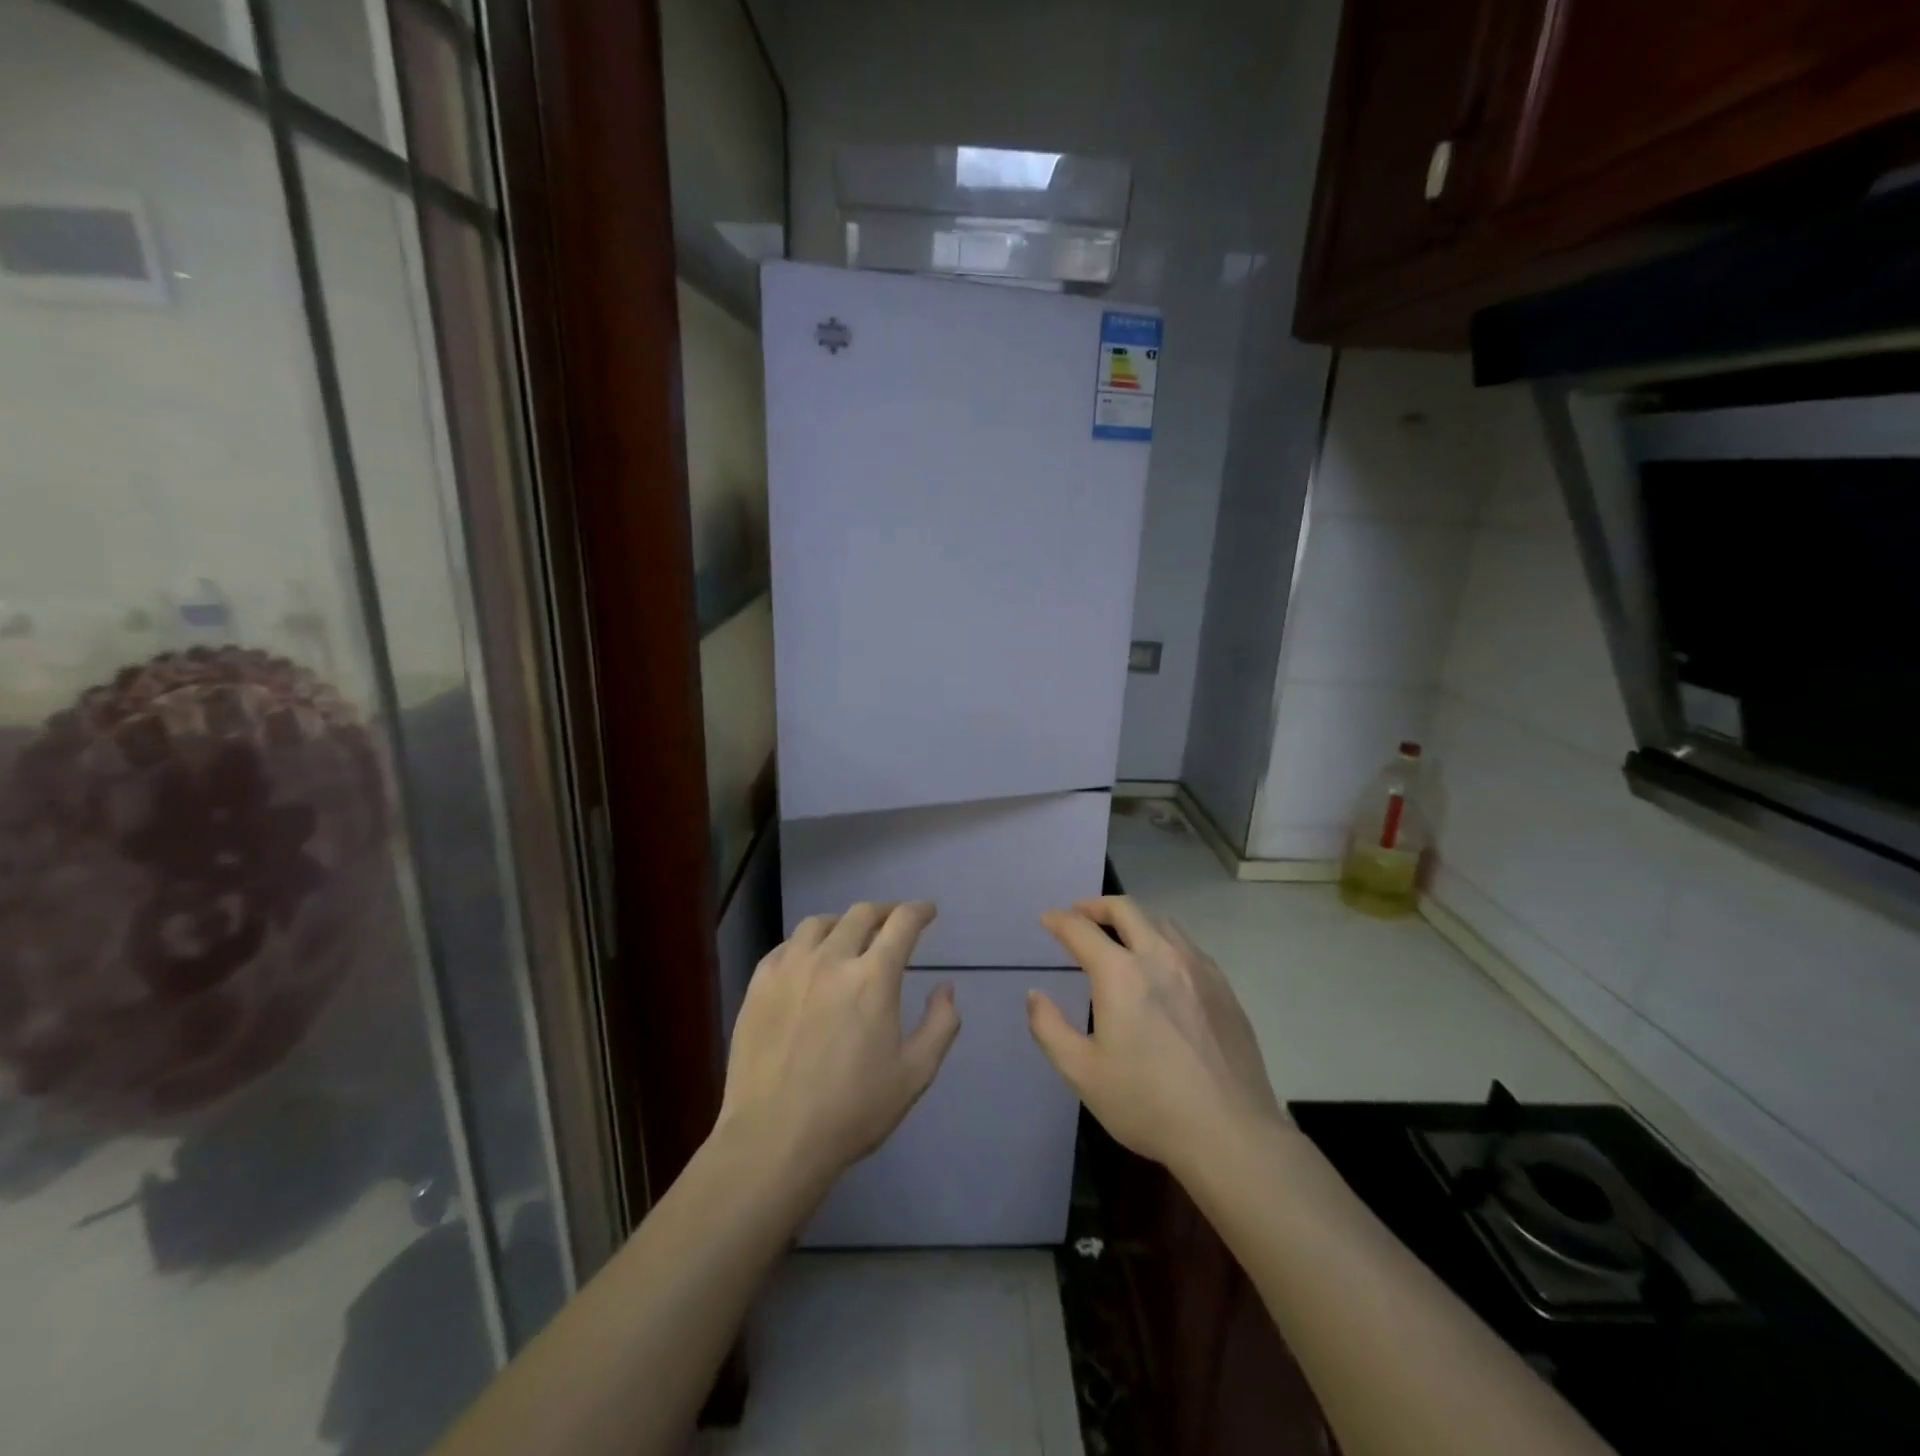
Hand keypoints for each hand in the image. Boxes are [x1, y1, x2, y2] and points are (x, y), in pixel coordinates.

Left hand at [718, 902, 961, 1191]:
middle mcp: (832, 960)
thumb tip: (945, 987)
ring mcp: (790, 969)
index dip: (919, 911)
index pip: (902, 923)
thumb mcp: (915, 1074)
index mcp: (873, 978)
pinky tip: (808, 961)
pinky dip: (805, 944)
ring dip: (843, 923)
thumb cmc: (853, 1111)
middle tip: (893, 921)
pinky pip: (785, 946)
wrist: (775, 1139)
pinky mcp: (759, 985)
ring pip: (819, 923)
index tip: (927, 911)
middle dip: (884, 912)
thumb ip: (940, 1024)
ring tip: (849, 936)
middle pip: (861, 914)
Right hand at [1028, 896, 1282, 1172]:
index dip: (1059, 920)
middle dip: (1096, 906)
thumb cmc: (1147, 1103)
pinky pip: (1187, 945)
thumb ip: (1049, 1028)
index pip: (1080, 929)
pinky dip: (1163, 941)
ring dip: (1133, 919)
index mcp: (1120, 973)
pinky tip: (1162, 966)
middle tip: (1080, 915)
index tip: (1047, 920)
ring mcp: (1197, 968)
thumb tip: (1035, 995)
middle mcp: (1159, 956)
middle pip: (1125, 909)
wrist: (1231, 1133)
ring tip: (1120, 936)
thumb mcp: (1082, 1073)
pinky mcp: (1223, 986)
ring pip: (1160, 921)